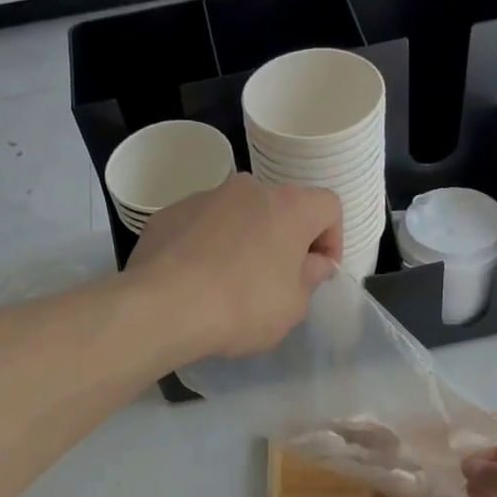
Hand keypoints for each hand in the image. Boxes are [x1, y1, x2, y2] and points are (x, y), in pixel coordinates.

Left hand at [127, 174, 341, 359]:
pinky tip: (197, 281)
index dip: (332, 240)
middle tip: (277, 281)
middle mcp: (249, 189)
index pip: (329, 207)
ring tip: (230, 282)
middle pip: (281, 208)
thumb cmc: (243, 307)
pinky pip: (201, 226)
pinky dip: (207, 246)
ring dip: (245, 240)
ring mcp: (205, 197)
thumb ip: (309, 279)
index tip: (318, 273)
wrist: (164, 307)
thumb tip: (312, 263)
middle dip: (285, 240)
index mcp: (289, 206)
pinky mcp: (169, 213)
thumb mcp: (293, 307)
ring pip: (238, 214)